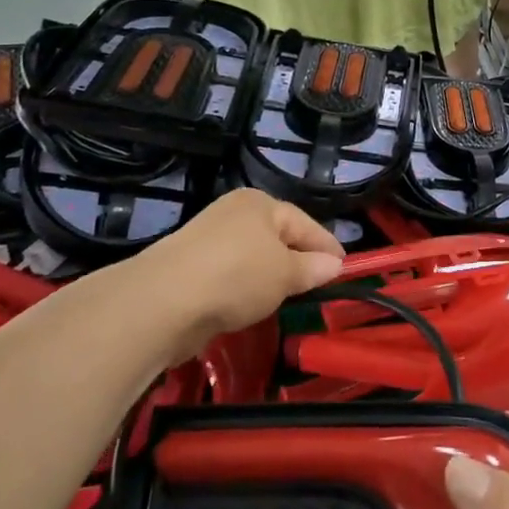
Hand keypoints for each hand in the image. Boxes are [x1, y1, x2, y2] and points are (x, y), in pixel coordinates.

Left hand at [106, 189, 343, 355]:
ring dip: (269, 275)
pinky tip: (249, 305)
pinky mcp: (189, 267)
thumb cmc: (236, 276)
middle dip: (298, 258)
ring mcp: (207, 239)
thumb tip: (334, 264)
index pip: (305, 223)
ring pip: (252, 256)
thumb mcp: (285, 274)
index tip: (345, 266)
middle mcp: (234, 213)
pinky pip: (230, 274)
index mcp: (260, 204)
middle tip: (319, 283)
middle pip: (277, 237)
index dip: (327, 245)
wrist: (162, 303)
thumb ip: (312, 268)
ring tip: (287, 297)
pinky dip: (244, 287)